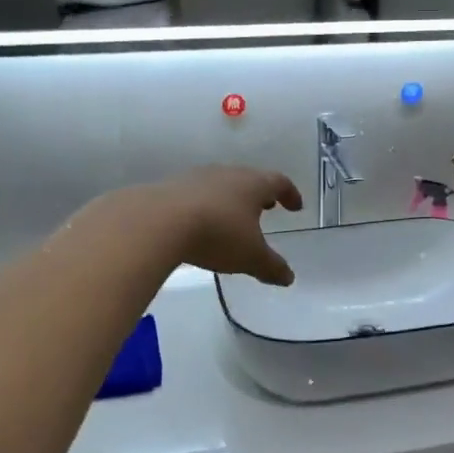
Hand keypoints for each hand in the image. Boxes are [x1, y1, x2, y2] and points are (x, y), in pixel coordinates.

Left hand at [148, 166, 302, 286]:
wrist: (157, 222)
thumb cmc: (217, 234)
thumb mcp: (250, 257)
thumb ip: (271, 267)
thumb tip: (289, 278)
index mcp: (253, 184)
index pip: (279, 183)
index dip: (290, 194)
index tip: (296, 206)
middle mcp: (227, 174)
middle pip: (249, 179)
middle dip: (259, 195)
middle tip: (267, 208)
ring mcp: (196, 178)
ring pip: (221, 185)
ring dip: (231, 200)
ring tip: (233, 218)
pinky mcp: (170, 188)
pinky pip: (196, 195)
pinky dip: (205, 207)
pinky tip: (200, 224)